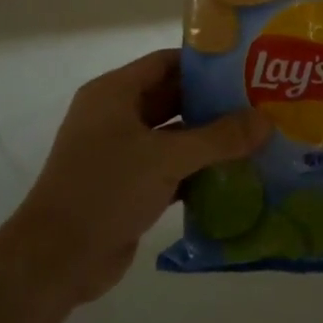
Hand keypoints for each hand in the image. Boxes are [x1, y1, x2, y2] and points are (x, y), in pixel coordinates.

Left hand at [0, 50, 268, 312]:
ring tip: (257, 138)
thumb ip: (218, 139)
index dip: (205, 64)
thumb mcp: (166, 158)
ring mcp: (121, 153)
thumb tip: (266, 121)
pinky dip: (198, 171)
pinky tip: (236, 176)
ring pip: (175, 137)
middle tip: (261, 104)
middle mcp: (116, 116)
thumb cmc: (106, 189)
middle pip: (173, 99)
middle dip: (214, 103)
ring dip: (210, 141)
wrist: (57, 259)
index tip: (246, 67)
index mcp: (114, 94)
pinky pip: (171, 169)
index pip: (166, 63)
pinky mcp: (129, 187)